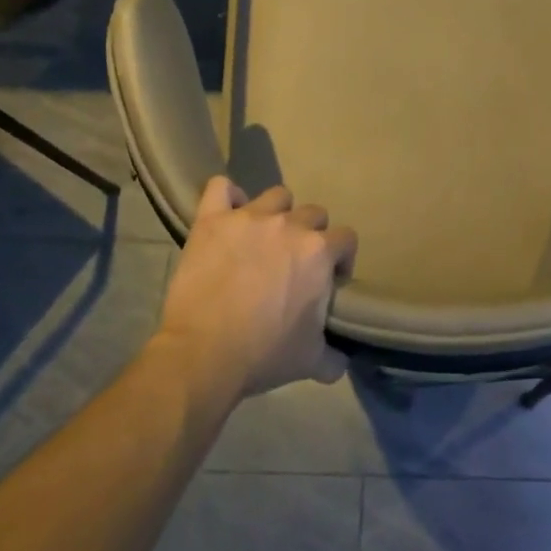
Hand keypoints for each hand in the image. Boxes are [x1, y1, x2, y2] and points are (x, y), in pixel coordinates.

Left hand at [155, 177, 357, 398]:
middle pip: (313, 213)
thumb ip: (334, 356)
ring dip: (276, 213)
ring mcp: (249, 218)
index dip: (341, 258)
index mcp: (319, 252)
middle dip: (310, 234)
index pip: (346, 238)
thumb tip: (342, 360)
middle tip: (294, 262)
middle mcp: (289, 225)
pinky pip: (221, 188)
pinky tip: (227, 216)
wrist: (203, 354)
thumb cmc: (264, 354)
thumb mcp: (311, 361)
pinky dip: (227, 197)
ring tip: (264, 238)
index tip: (331, 278)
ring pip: (276, 196)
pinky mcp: (212, 221)